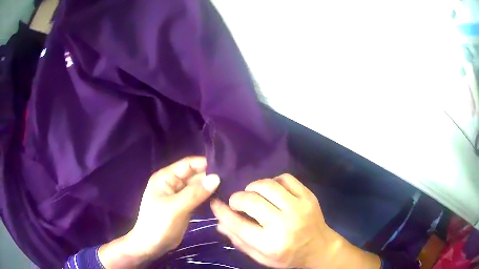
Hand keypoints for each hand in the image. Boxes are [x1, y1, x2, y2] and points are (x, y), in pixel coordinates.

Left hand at [99, 156, 219, 267]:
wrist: (151, 245)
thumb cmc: (158, 224)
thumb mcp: (176, 207)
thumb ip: (195, 193)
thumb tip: (216, 178)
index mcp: (166, 177)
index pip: (188, 164)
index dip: (206, 164)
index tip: (226, 167)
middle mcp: (172, 183)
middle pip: (194, 175)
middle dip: (210, 176)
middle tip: (232, 179)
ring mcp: (179, 195)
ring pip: (198, 187)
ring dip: (211, 187)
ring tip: (230, 187)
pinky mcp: (184, 206)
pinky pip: (198, 198)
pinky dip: (207, 197)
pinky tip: (221, 198)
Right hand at [210, 174, 379, 268]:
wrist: (319, 248)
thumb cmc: (288, 256)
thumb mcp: (261, 257)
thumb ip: (240, 241)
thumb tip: (219, 223)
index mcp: (270, 244)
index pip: (238, 224)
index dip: (222, 211)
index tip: (215, 203)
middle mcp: (284, 224)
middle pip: (251, 201)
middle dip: (237, 199)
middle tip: (236, 203)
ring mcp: (298, 207)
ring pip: (267, 186)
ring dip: (253, 187)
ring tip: (252, 195)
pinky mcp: (308, 196)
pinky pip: (285, 178)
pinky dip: (273, 181)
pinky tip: (272, 191)